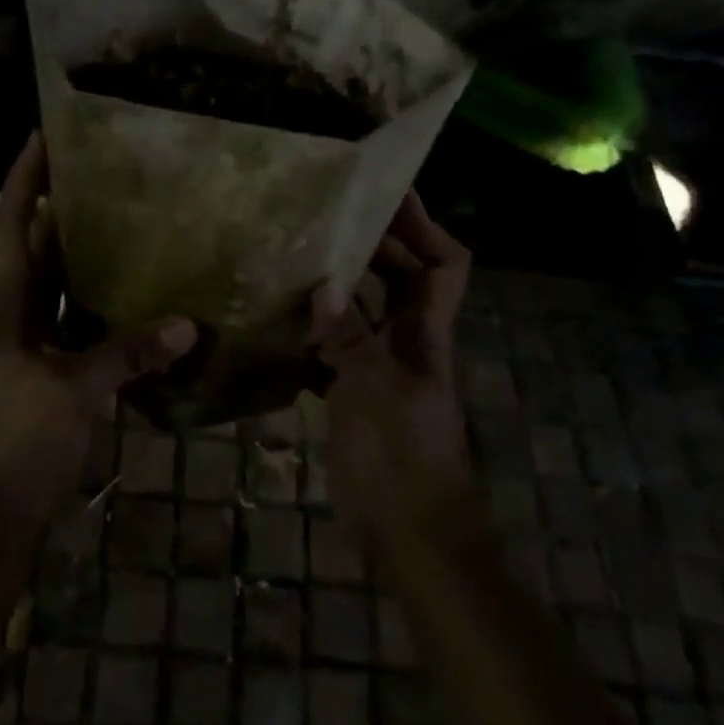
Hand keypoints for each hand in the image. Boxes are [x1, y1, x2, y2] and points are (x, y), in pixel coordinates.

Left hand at [0, 134, 197, 519]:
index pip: (9, 231)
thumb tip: (187, 325)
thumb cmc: (29, 439)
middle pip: (28, 246)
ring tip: (108, 210)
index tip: (40, 138)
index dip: (20, 182)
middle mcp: (11, 315)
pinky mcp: (44, 363)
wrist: (6, 503)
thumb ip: (130, 355)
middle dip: (49, 205)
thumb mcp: (80, 392)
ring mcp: (25, 340)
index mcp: (6, 311)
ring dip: (70, 246)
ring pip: (48, 280)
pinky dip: (87, 292)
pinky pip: (66, 313)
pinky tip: (119, 280)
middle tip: (89, 168)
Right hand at [311, 191, 473, 540]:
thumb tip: (323, 285)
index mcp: (425, 333)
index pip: (444, 263)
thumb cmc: (402, 458)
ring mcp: (381, 367)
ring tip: (295, 258)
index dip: (424, 225)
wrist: (410, 531)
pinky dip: (314, 332)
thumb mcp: (374, 392)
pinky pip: (335, 348)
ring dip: (339, 285)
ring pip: (365, 311)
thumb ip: (349, 339)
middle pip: (401, 278)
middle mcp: (408, 341)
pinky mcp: (355, 393)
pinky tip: (280, 324)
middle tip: (324, 218)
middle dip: (373, 244)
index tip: (388, 193)